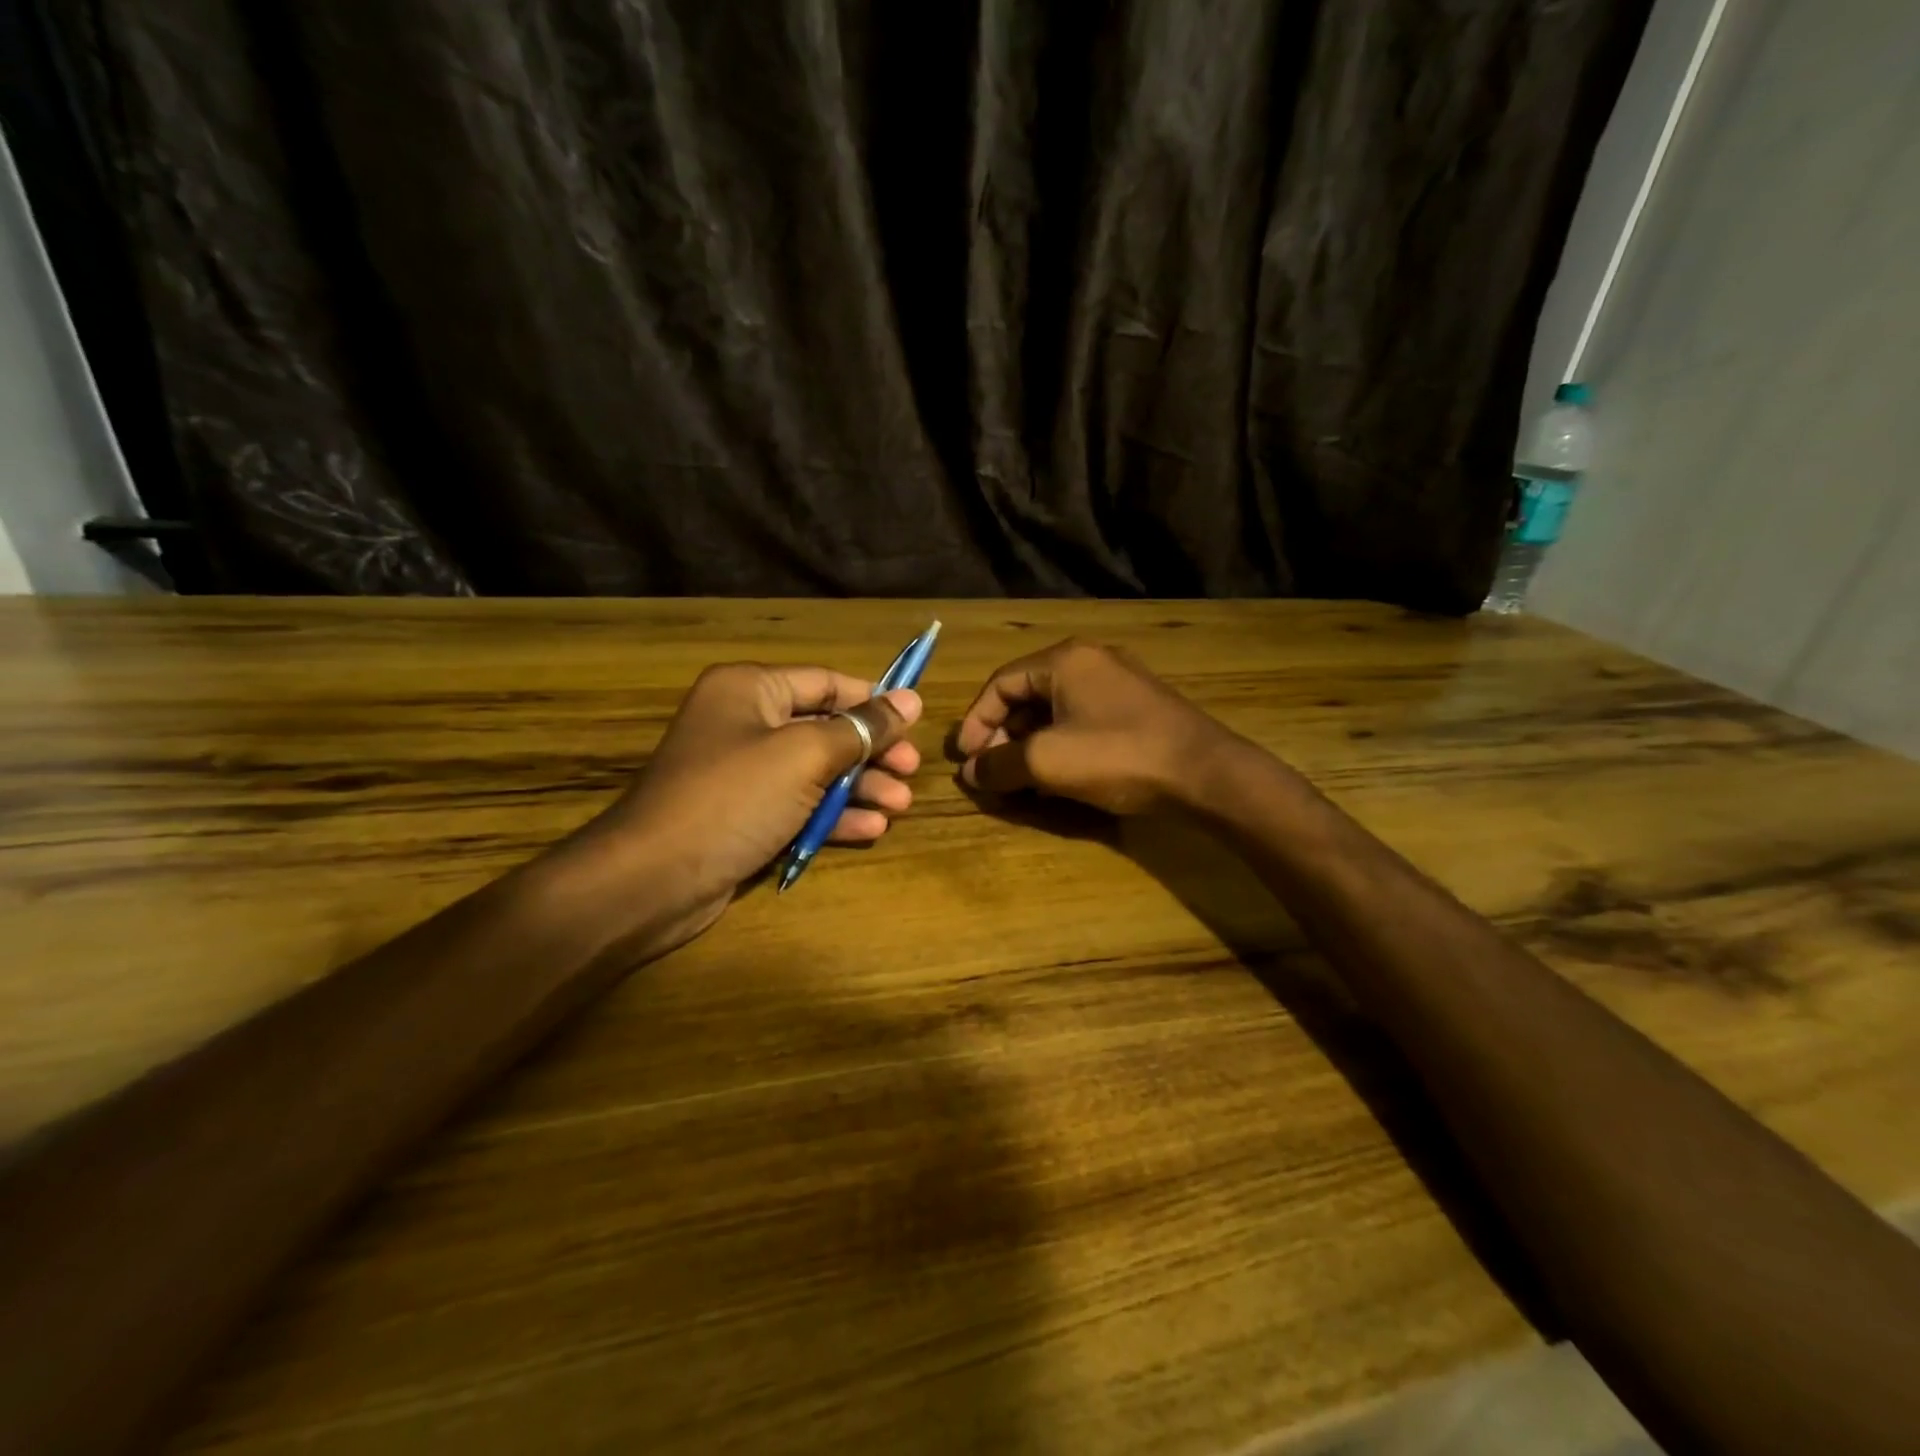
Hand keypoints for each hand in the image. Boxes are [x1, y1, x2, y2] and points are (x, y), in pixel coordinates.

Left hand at [574, 663, 921, 952]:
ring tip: (899, 807)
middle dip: (871, 752)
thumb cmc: (733, 798)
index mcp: (750, 689)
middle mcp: (745, 723)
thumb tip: (911, 699)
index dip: (873, 700)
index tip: (914, 723)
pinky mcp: (746, 816)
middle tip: (910, 772)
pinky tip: (871, 830)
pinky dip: (833, 816)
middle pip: (825, 728)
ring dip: (860, 788)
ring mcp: (744, 773)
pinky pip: (799, 805)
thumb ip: (862, 728)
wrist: (654, 880)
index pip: (826, 682)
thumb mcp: (806, 756)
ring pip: (816, 771)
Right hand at [955, 639, 1232, 814]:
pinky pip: (1082, 721)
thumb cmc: (1118, 756)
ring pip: (1055, 711)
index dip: (975, 721)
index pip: (1000, 683)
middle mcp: (1090, 662)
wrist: (1205, 773)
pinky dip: (1060, 746)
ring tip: (1019, 780)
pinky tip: (1056, 778)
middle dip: (1003, 735)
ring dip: (1029, 744)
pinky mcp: (1137, 709)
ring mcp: (1118, 683)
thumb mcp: (1047, 762)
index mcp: (1064, 660)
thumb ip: (1000, 764)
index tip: (965, 758)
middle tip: (991, 772)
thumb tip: (971, 773)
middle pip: (1027, 695)